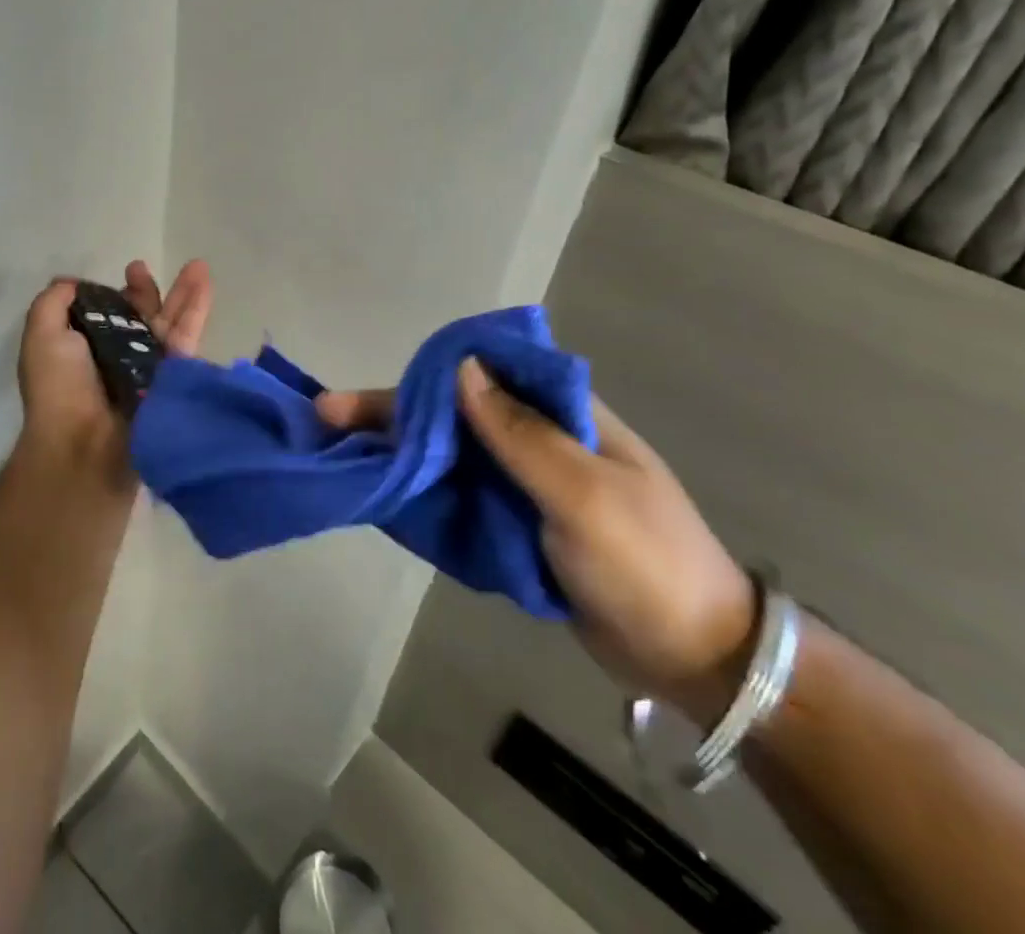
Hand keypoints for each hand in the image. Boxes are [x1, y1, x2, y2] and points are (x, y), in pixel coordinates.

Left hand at [16, 259, 212, 474]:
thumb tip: (74, 283)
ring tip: (198, 265)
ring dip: (185, 293)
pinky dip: (197, 311)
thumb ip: (53, 303)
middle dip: (146, 292)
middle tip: (142, 268)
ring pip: (171, 324)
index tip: (116, 276)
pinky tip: (206, 284)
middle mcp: (120, 360)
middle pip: (142, 318)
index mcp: (87, 351)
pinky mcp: (175, 378)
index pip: (108, 317)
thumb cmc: (59, 388)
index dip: (114, 295)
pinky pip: (187, 339)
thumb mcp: (41, 335)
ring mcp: (151, 370)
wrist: (85, 442)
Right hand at [317, 361, 754, 724]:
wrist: (697, 656)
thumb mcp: (586, 496)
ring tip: (338, 451)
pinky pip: (459, 492)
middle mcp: (538, 437)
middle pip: (451, 412)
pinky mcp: (517, 520)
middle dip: (390, 413)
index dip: (418, 376)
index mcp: (562, 413)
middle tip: (326, 418)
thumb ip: (522, 434)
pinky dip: (419, 487)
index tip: (368, 390)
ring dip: (397, 448)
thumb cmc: (646, 564)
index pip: (480, 373)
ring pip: (449, 451)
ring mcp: (525, 480)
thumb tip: (460, 368)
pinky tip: (379, 488)